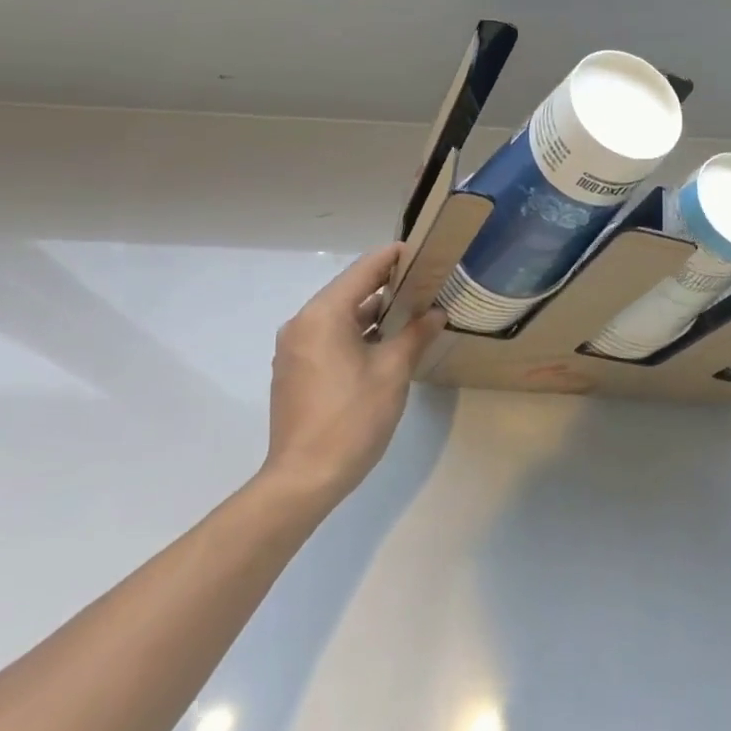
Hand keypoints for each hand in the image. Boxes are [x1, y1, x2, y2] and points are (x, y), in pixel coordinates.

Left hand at [261, 244, 444, 513]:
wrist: (304, 478)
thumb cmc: (352, 418)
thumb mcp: (393, 372)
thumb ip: (415, 335)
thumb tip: (436, 313)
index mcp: (323, 315)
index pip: (363, 270)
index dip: (393, 257)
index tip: (422, 252)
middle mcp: (302, 323)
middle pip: (349, 290)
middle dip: (387, 286)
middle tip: (425, 283)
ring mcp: (294, 348)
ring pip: (339, 316)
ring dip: (373, 312)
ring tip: (411, 311)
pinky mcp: (295, 370)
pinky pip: (328, 336)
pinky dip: (356, 332)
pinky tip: (384, 343)